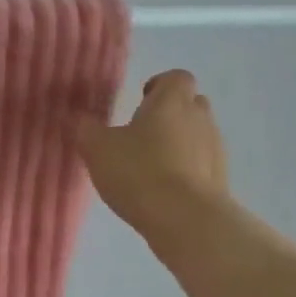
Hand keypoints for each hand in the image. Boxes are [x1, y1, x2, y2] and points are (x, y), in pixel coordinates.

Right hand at [75, 69, 230, 254]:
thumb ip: (84, 128)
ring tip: (150, 166)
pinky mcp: (220, 179)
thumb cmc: (139, 171)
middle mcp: (199, 118)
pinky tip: (163, 190)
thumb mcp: (97, 148)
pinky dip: (186, 170)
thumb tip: (75, 117)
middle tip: (142, 134)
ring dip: (178, 144)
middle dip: (169, 114)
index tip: (140, 100)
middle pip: (190, 104)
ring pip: (197, 135)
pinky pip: (201, 164)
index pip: (176, 77)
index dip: (159, 85)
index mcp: (171, 101)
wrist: (185, 218)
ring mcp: (215, 149)